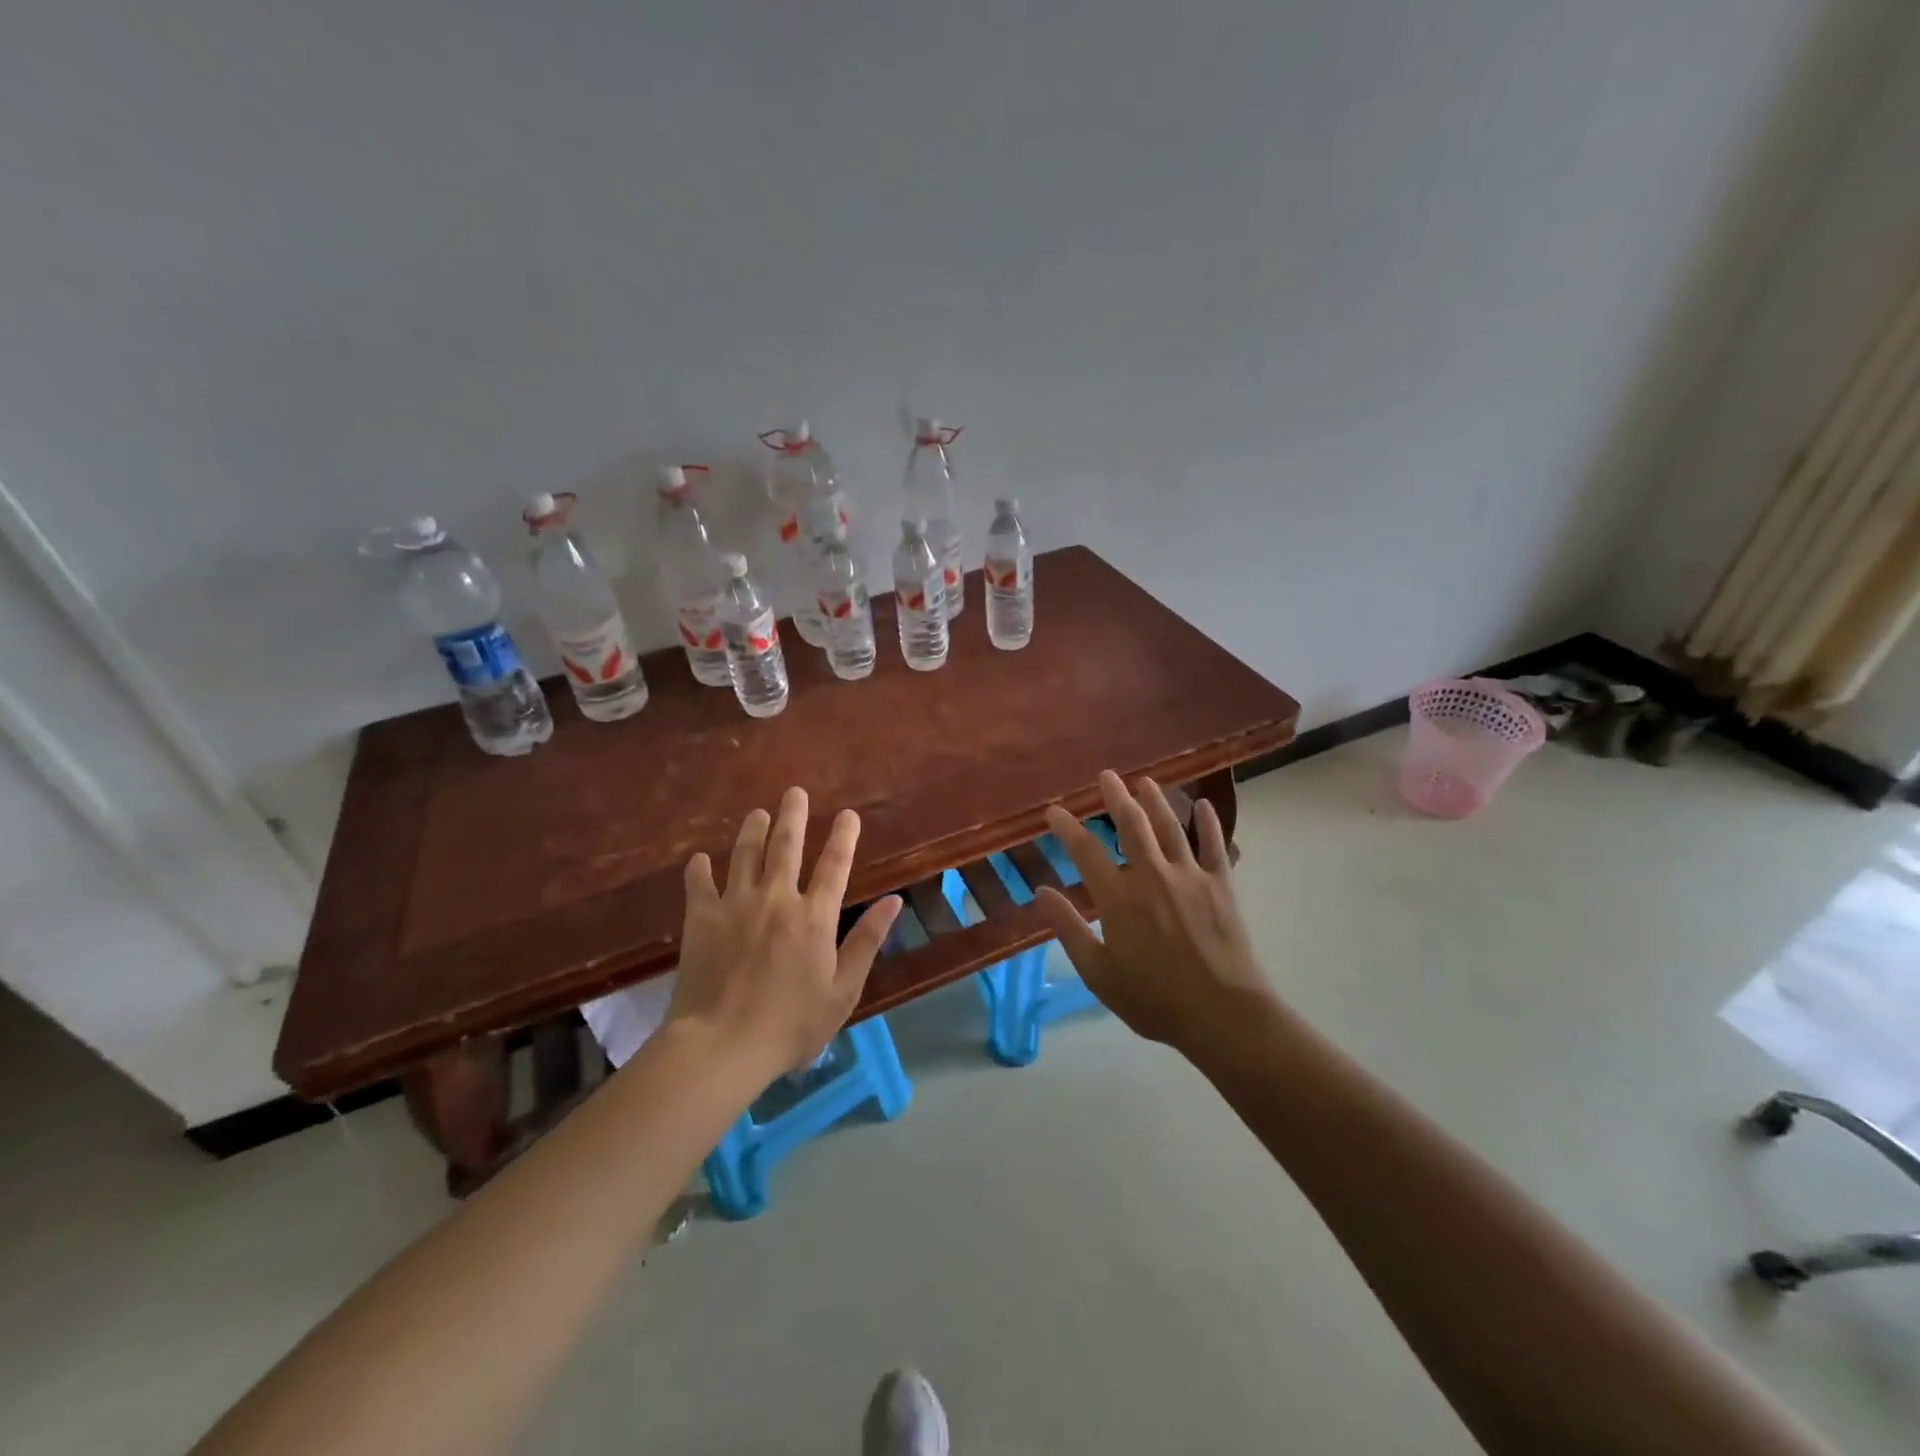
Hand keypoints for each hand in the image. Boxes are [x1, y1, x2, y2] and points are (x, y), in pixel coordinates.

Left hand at [668, 786, 901, 1076]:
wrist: (722, 1046)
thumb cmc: (791, 1025)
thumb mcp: (843, 990)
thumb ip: (867, 941)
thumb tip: (892, 900)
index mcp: (814, 917)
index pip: (835, 865)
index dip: (844, 837)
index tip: (848, 814)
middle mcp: (777, 899)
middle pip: (786, 846)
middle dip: (793, 815)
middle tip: (794, 792)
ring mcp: (736, 905)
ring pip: (745, 854)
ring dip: (752, 830)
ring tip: (757, 813)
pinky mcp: (701, 920)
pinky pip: (699, 885)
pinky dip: (699, 870)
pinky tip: (700, 859)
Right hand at [1035, 771, 1270, 1052]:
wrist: (1223, 1015)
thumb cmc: (1154, 999)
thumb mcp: (1099, 973)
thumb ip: (1069, 930)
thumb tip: (1042, 892)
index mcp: (1119, 898)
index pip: (1085, 851)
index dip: (1067, 827)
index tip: (1054, 811)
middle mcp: (1152, 876)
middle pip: (1131, 824)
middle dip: (1115, 797)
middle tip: (1107, 776)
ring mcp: (1190, 877)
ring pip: (1170, 827)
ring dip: (1156, 800)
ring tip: (1145, 781)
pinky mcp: (1221, 885)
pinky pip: (1213, 846)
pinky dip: (1208, 823)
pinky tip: (1203, 805)